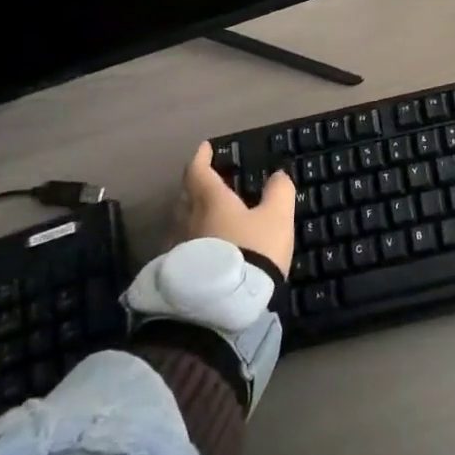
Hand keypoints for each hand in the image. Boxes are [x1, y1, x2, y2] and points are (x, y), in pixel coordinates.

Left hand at [179, 142, 295, 275]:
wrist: (222, 306)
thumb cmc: (252, 251)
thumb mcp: (277, 218)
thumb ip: (279, 192)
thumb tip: (278, 175)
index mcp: (211, 200)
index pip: (199, 171)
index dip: (202, 157)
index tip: (205, 147)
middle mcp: (187, 219)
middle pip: (187, 196)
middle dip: (197, 186)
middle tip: (210, 182)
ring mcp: (177, 247)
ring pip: (182, 222)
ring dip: (194, 215)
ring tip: (209, 217)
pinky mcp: (176, 273)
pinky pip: (182, 247)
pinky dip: (193, 241)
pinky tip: (204, 250)